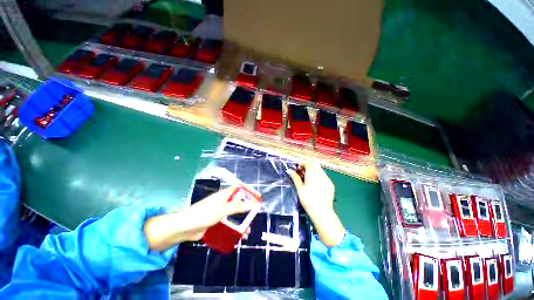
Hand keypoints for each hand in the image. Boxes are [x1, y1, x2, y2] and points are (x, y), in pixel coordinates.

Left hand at [143, 186, 255, 250]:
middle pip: (239, 203)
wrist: (184, 228)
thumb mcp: (222, 210)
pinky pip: (228, 224)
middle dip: (247, 210)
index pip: (240, 189)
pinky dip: (234, 230)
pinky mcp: (216, 222)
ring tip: (247, 232)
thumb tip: (252, 204)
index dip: (249, 191)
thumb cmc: (203, 214)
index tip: (258, 197)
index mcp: (224, 195)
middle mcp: (223, 202)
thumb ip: (237, 207)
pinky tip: (238, 237)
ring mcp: (219, 212)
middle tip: (254, 216)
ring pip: (234, 215)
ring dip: (241, 222)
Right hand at [288, 161, 344, 246]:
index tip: (297, 169)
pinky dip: (318, 176)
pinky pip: (323, 176)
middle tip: (301, 174)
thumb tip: (289, 170)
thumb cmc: (308, 199)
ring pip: (319, 170)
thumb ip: (295, 177)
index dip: (301, 164)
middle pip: (314, 165)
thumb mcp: (299, 187)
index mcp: (312, 172)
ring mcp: (327, 178)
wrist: (322, 211)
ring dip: (313, 171)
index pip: (307, 163)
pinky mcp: (331, 184)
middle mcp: (321, 173)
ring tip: (307, 179)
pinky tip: (315, 184)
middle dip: (307, 167)